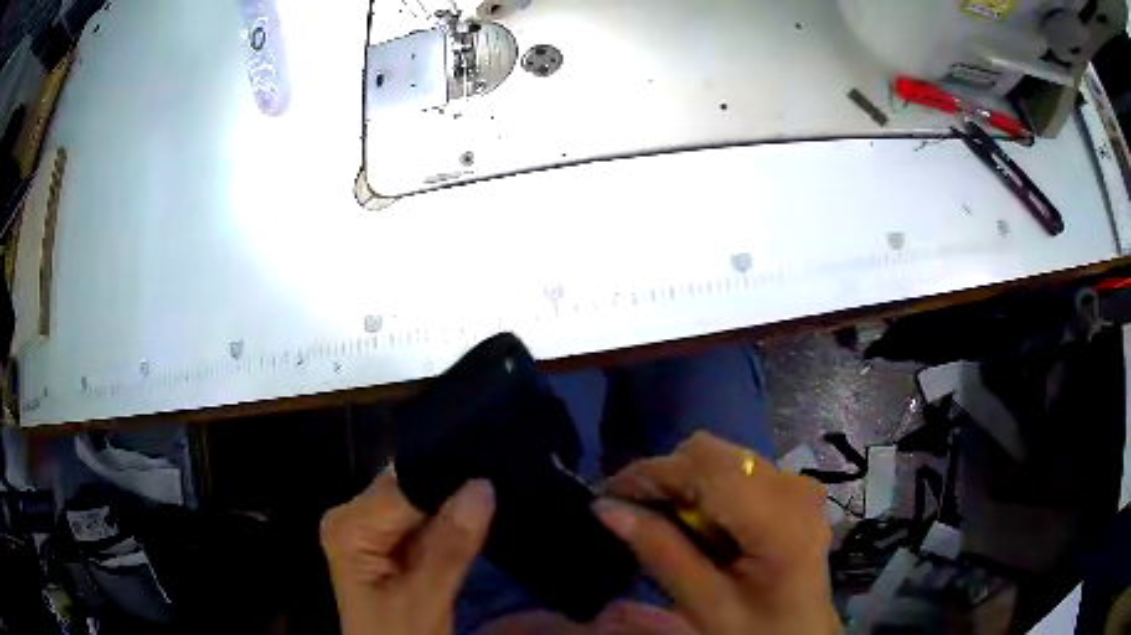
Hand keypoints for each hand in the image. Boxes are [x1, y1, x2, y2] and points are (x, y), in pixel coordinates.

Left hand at [320, 473, 495, 634]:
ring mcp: (366, 527)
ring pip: (419, 501)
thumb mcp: (426, 600)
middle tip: (495, 492)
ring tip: (487, 506)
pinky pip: (422, 518)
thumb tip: (482, 485)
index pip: (403, 486)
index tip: (490, 478)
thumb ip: (450, 547)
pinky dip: (447, 524)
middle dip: (450, 493)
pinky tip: (470, 523)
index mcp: (348, 526)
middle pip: (408, 488)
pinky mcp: (384, 540)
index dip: (447, 482)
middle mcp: (351, 516)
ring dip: (452, 508)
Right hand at [595, 432, 838, 634]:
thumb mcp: (706, 605)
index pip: (706, 469)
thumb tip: (605, 507)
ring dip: (683, 483)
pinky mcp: (791, 489)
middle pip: (712, 453)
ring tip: (664, 524)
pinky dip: (704, 489)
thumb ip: (660, 553)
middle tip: (634, 517)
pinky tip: (697, 525)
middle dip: (665, 478)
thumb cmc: (758, 631)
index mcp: (780, 519)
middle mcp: (793, 486)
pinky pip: (735, 470)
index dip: (650, 474)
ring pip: (721, 457)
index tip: (604, 496)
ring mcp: (796, 483)